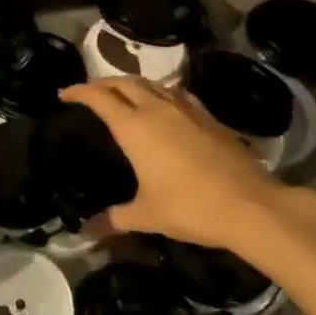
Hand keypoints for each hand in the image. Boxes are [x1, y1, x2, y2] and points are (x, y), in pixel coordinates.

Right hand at [62, 78, 315, 261]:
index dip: (79, 91)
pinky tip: (164, 105)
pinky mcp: (208, 117)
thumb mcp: (147, 215)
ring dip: (132, 84)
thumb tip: (86, 232)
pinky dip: (160, 92)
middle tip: (90, 92)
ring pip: (152, 84)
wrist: (250, 205)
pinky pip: (176, 94)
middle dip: (103, 83)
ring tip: (123, 94)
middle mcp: (157, 109)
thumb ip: (115, 219)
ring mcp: (186, 110)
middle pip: (124, 82)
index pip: (99, 97)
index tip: (65, 94)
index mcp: (134, 127)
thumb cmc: (190, 207)